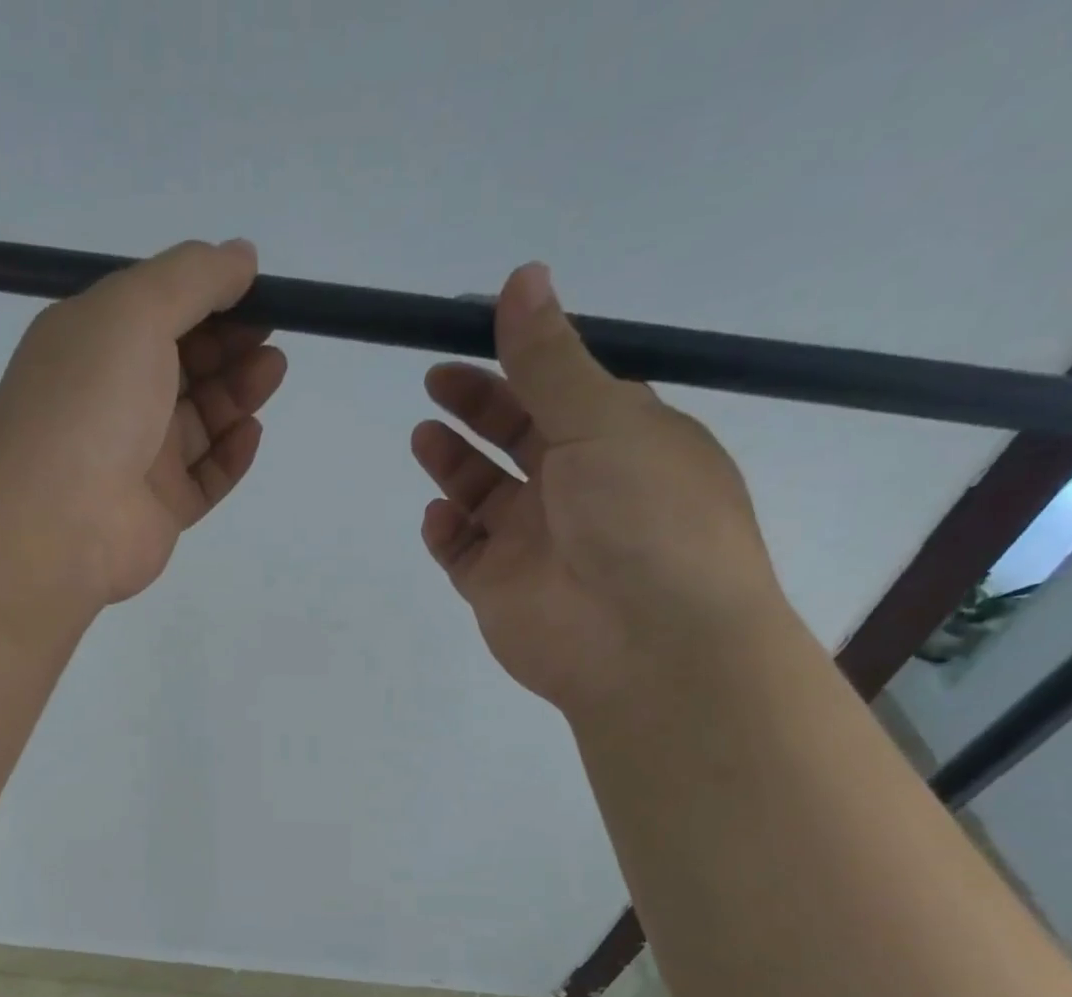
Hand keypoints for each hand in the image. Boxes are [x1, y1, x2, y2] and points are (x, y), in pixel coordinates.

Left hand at [0, 240, 287, 606]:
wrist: (57, 520)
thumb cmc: (90, 400)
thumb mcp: (135, 310)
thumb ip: (193, 278)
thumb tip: (242, 256)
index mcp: (93, 344)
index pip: (157, 312)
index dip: (207, 299)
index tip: (256, 291)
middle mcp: (114, 399)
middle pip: (183, 367)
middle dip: (229, 345)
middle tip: (271, 336)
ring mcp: (137, 460)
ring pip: (199, 423)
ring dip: (237, 394)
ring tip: (271, 371)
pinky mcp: (159, 510)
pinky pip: (205, 478)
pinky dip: (231, 455)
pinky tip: (252, 431)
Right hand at [411, 263, 788, 713]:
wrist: (647, 645)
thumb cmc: (643, 517)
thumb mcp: (603, 420)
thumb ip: (550, 359)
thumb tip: (522, 276)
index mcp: (620, 440)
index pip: (562, 389)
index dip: (518, 359)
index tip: (470, 330)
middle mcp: (577, 488)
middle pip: (517, 437)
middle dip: (477, 406)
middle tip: (435, 380)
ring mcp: (535, 543)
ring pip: (483, 495)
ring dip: (453, 464)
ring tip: (424, 436)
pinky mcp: (499, 589)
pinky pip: (462, 551)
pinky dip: (445, 531)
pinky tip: (439, 516)